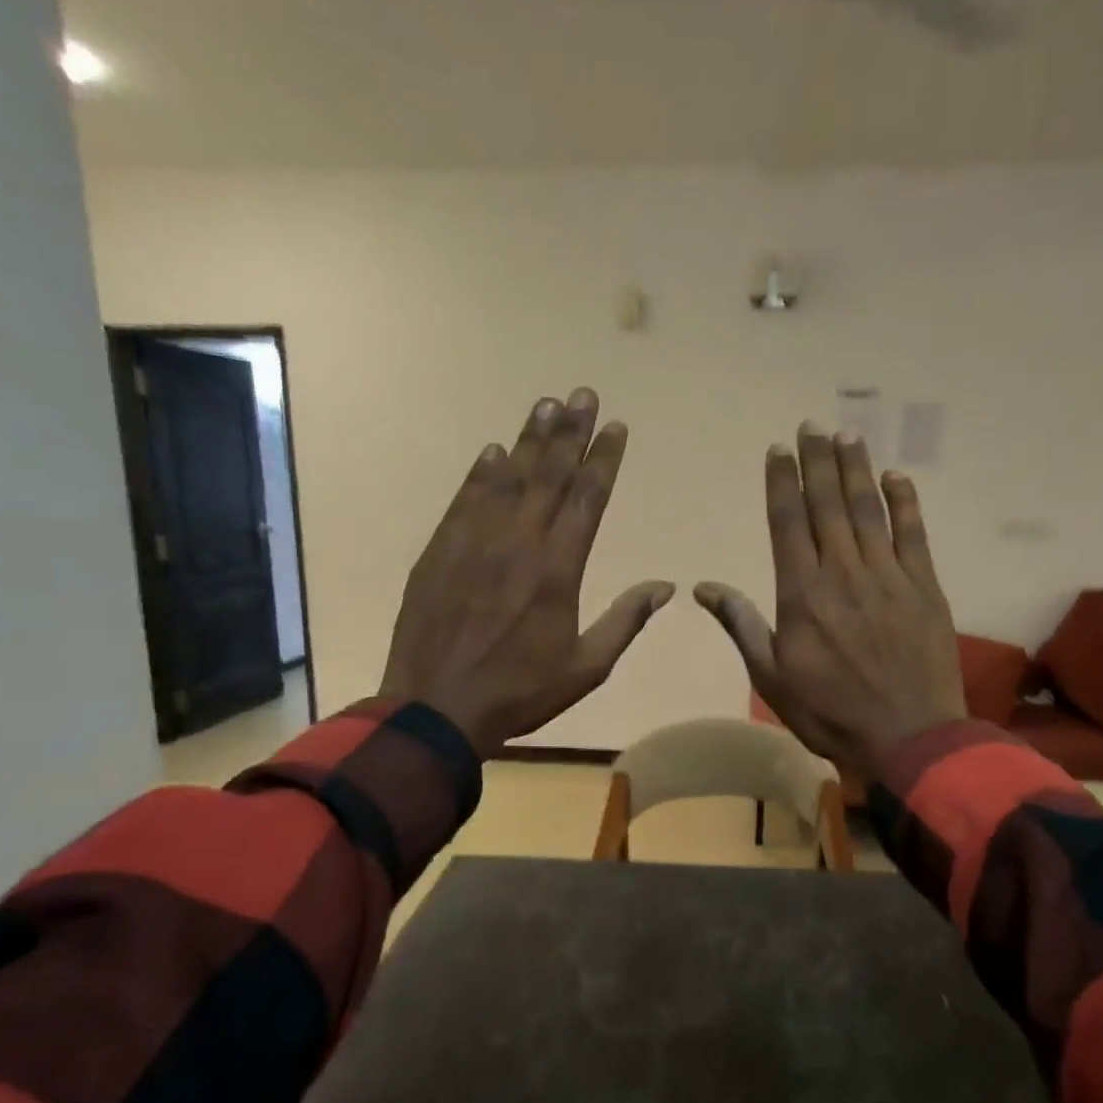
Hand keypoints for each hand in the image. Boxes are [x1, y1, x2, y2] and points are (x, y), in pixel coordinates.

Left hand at [379, 389, 673, 754]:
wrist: (436, 708)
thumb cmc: (520, 692)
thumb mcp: (587, 667)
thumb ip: (625, 620)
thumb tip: (666, 586)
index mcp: (558, 570)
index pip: (588, 500)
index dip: (603, 460)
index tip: (615, 426)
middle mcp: (518, 543)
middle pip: (549, 476)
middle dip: (570, 433)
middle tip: (583, 394)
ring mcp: (474, 543)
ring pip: (508, 479)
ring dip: (529, 439)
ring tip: (546, 404)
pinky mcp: (439, 551)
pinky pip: (465, 500)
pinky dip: (481, 473)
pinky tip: (493, 450)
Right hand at [695, 424, 966, 778]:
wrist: (909, 737)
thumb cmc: (830, 712)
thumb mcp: (772, 677)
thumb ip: (742, 625)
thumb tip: (704, 588)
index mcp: (802, 593)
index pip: (788, 522)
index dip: (782, 482)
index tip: (779, 450)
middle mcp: (843, 572)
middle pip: (827, 505)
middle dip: (817, 462)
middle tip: (812, 426)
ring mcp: (888, 576)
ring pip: (868, 510)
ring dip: (856, 470)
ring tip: (847, 436)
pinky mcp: (925, 587)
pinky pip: (914, 534)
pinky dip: (905, 503)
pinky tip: (896, 477)